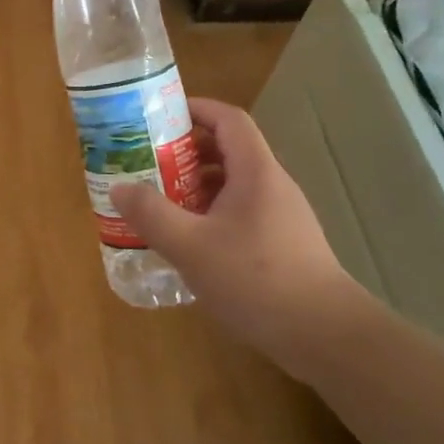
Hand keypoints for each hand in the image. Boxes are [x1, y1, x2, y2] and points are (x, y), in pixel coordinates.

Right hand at [110, 97, 358, 374]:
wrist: (324, 335)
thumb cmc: (256, 279)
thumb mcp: (191, 246)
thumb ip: (151, 214)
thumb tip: (119, 188)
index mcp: (255, 172)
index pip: (228, 119)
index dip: (195, 109)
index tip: (159, 115)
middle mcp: (271, 186)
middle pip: (228, 150)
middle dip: (185, 151)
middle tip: (147, 163)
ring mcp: (280, 216)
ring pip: (233, 185)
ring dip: (195, 186)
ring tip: (159, 202)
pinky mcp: (282, 244)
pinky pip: (239, 213)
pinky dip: (210, 214)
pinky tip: (188, 242)